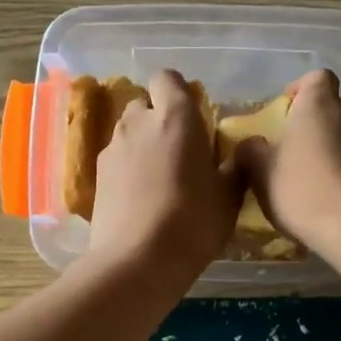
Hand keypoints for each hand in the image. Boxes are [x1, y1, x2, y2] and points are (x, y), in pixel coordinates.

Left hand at [89, 70, 240, 284]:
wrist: (137, 261)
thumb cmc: (193, 222)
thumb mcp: (228, 197)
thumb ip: (236, 166)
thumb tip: (244, 148)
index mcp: (175, 117)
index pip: (168, 78)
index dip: (179, 92)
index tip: (195, 116)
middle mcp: (138, 122)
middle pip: (144, 104)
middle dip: (159, 118)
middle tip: (180, 149)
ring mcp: (112, 148)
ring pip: (128, 132)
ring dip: (143, 143)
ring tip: (160, 176)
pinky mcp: (96, 175)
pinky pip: (116, 158)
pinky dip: (127, 168)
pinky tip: (141, 197)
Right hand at [235, 70, 340, 252]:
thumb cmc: (302, 190)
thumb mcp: (261, 173)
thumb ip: (251, 152)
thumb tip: (250, 145)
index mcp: (320, 104)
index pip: (316, 78)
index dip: (302, 90)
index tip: (288, 109)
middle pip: (335, 109)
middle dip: (318, 125)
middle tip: (298, 150)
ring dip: (337, 149)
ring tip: (319, 178)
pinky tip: (338, 197)